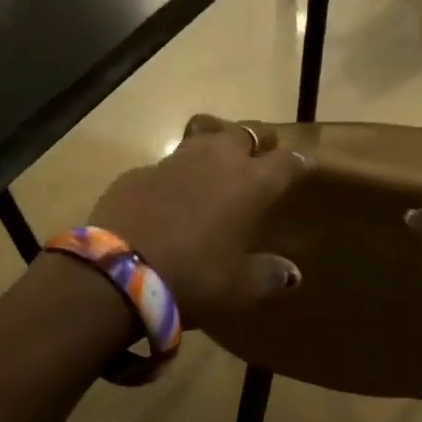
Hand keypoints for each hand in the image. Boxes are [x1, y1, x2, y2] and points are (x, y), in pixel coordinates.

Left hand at [86, 121, 309, 324]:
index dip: (298, 163)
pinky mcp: (138, 172)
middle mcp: (217, 161)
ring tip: (220, 162)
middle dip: (258, 140)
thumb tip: (292, 274)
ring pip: (204, 137)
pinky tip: (171, 195)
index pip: (286, 162)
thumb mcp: (239, 287)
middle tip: (263, 152)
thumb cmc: (193, 278)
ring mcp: (174, 161)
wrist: (116, 274)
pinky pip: (167, 164)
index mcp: (251, 183)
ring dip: (217, 146)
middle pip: (245, 133)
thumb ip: (269, 275)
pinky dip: (177, 174)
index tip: (305, 167)